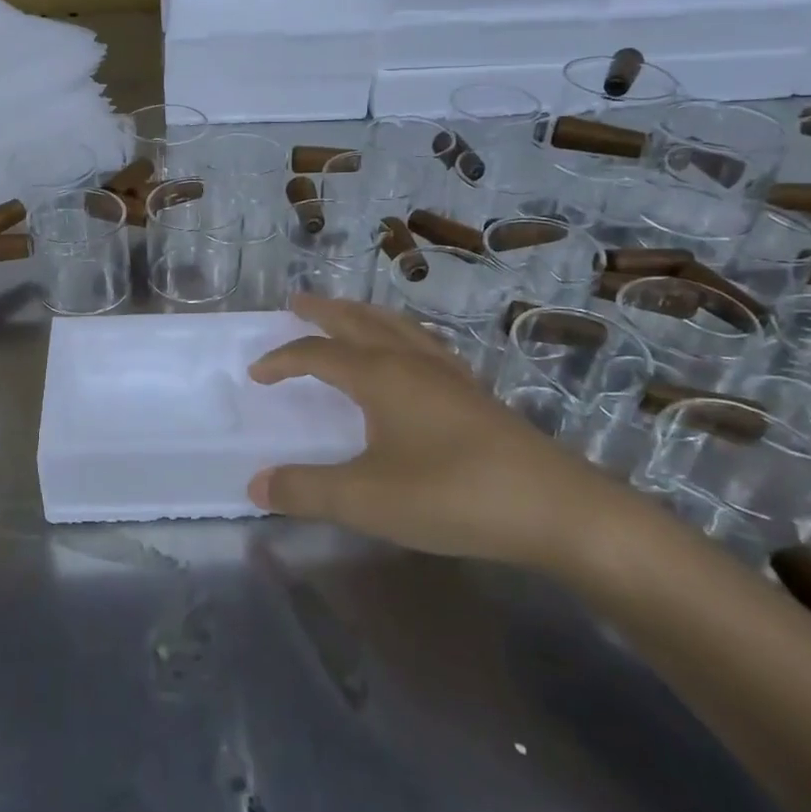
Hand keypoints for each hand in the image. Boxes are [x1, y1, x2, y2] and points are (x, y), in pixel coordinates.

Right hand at [247, 295, 625, 569]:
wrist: (556, 509)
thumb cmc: (452, 495)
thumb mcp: (366, 499)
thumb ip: (306, 490)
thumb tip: (255, 485)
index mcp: (380, 376)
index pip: (317, 354)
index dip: (282, 360)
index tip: (256, 373)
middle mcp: (411, 362)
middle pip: (358, 322)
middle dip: (323, 311)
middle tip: (297, 302)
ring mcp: (448, 374)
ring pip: (396, 326)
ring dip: (363, 315)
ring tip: (346, 315)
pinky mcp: (475, 394)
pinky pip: (425, 344)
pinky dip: (400, 335)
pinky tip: (409, 354)